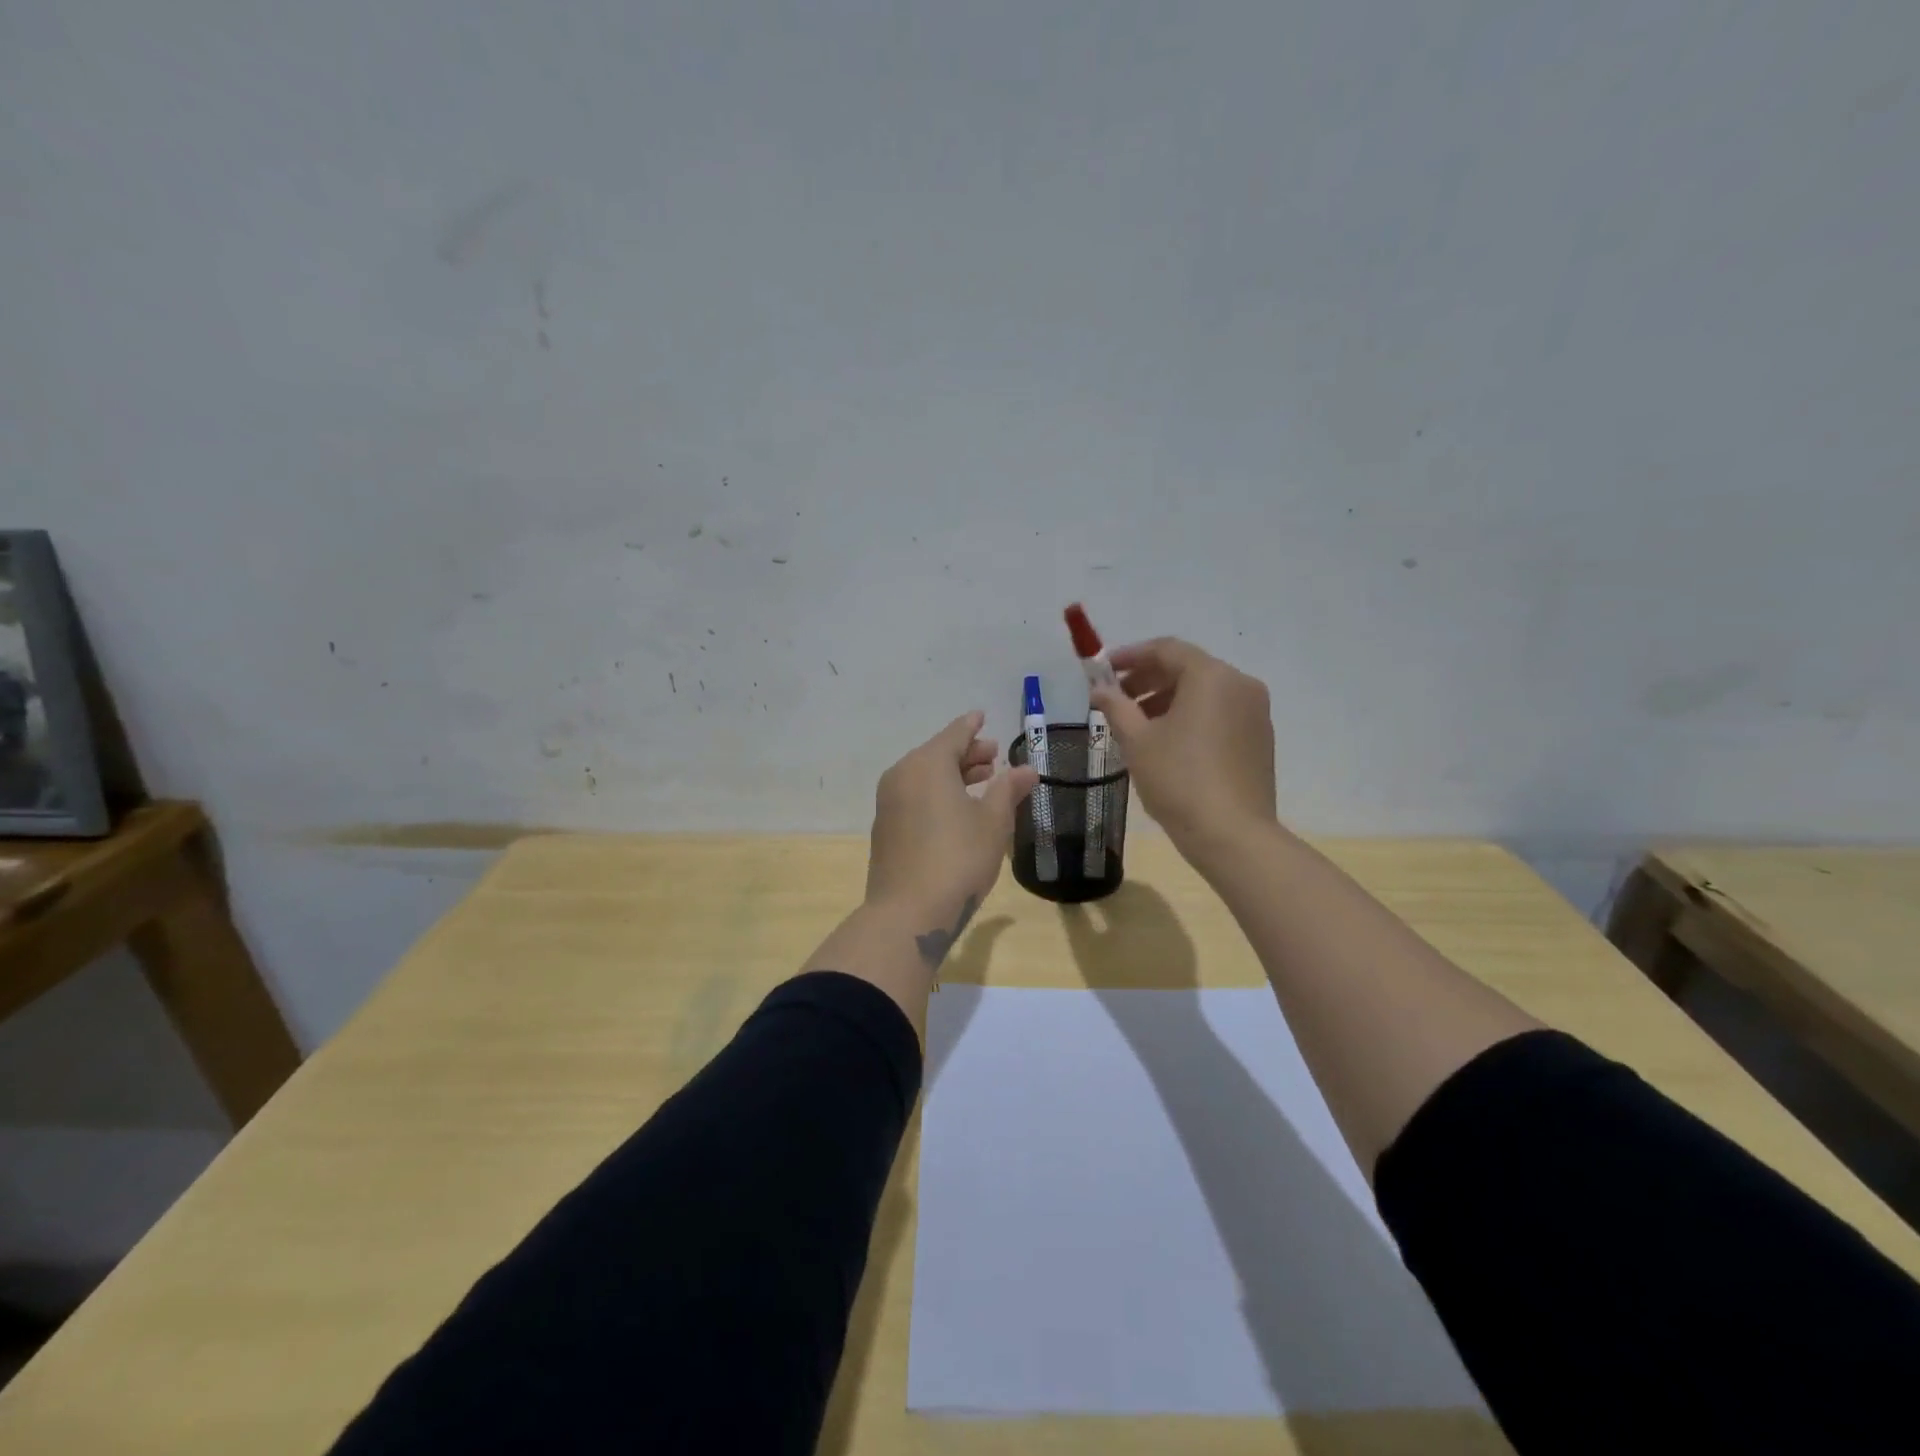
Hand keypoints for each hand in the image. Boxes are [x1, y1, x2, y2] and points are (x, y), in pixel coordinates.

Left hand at [866, 711, 1039, 931]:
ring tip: (982, 780)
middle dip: (967, 753)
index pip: (954, 734)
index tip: (983, 716)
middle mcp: (902, 775)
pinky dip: (936, 793)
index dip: (972, 725)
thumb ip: (1008, 789)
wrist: (908, 912)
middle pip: (937, 754)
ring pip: (924, 776)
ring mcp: (888, 803)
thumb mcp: (993, 822)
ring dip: (953, 775)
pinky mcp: (885, 828)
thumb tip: (1026, 769)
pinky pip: (914, 796)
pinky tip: (957, 809)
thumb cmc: (958, 858)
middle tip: (994, 756)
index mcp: (927, 764)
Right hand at [1090, 638, 1277, 867]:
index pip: (1166, 649)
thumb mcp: (1137, 741)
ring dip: (1167, 699)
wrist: (1232, 835)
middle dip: (1148, 680)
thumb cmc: (1178, 780)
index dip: (1130, 656)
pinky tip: (1167, 742)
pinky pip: (1219, 713)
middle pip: (1187, 668)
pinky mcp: (1260, 739)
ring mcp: (1256, 712)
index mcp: (1211, 677)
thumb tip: (1099, 689)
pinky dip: (1191, 717)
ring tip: (1136, 725)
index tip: (1103, 670)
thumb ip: (1116, 706)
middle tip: (1116, 699)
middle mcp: (1240, 685)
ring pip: (1204, 693)